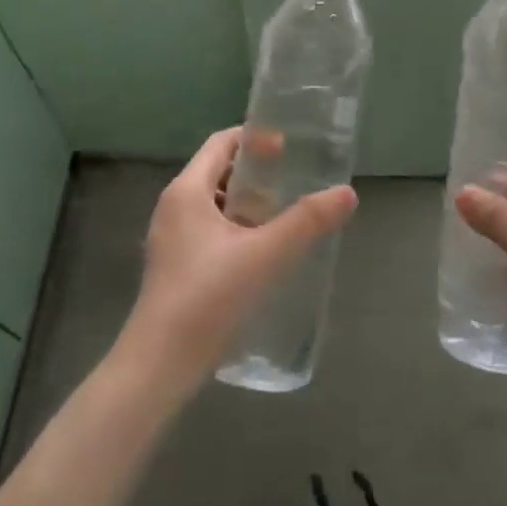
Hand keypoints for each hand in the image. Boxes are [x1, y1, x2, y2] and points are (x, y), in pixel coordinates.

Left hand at [120, 127, 356, 388]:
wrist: (159, 367)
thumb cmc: (208, 298)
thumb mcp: (265, 255)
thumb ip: (307, 222)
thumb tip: (347, 193)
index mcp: (186, 191)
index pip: (221, 142)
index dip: (255, 139)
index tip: (288, 147)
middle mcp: (174, 207)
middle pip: (218, 171)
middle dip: (256, 173)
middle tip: (294, 182)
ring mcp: (170, 238)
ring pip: (214, 204)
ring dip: (247, 203)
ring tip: (284, 217)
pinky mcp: (175, 267)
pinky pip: (209, 230)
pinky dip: (237, 228)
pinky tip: (262, 253)